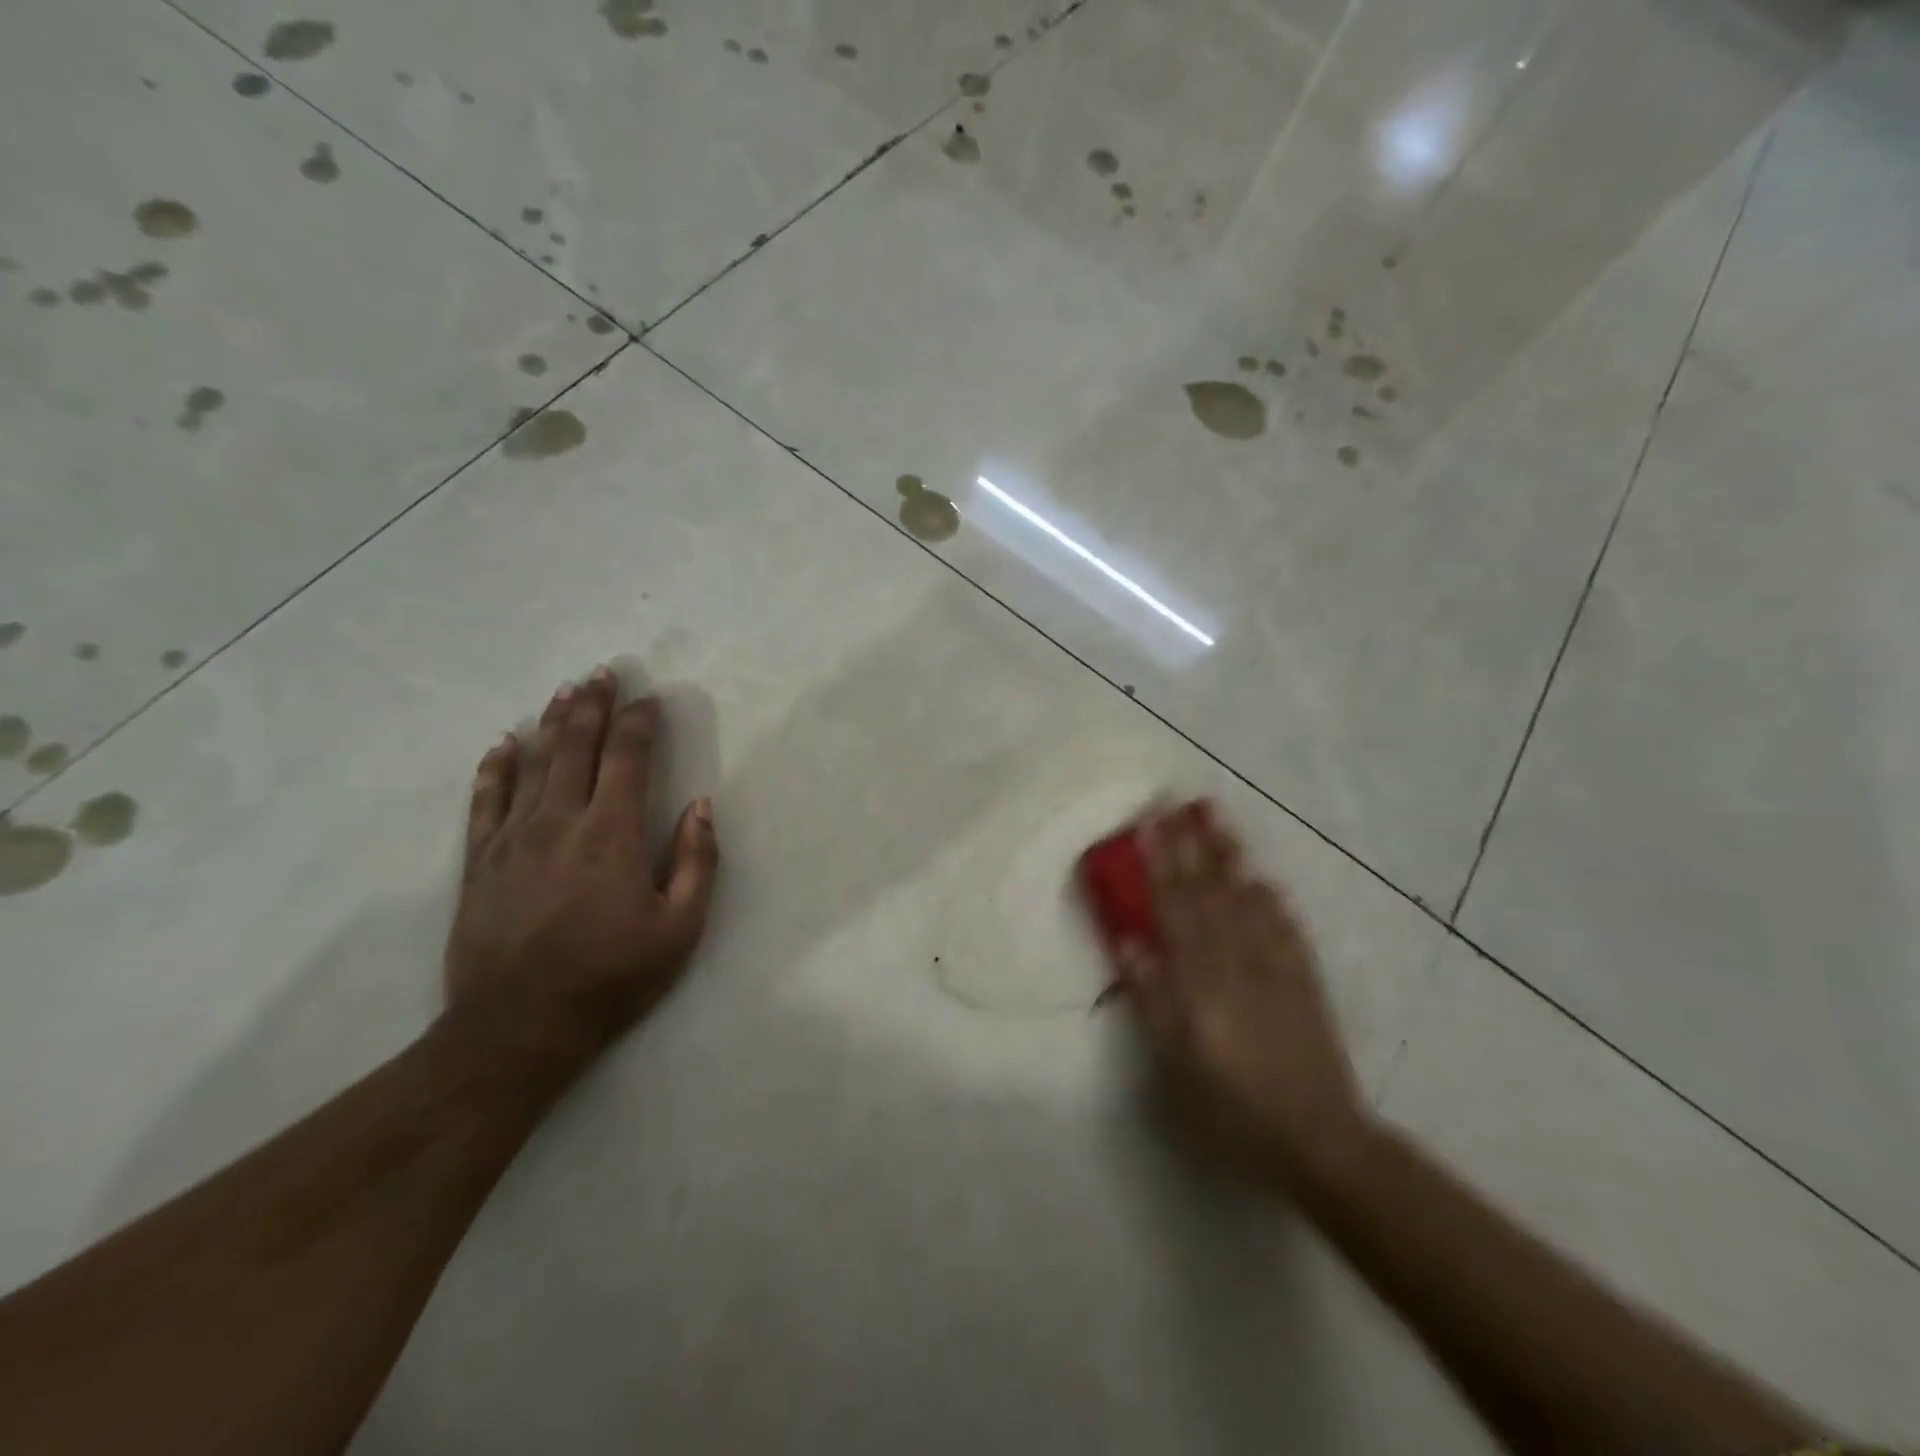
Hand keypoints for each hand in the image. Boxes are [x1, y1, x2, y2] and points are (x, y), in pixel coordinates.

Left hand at [444, 666, 719, 1059]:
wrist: (518, 1027)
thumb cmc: (612, 977)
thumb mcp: (679, 928)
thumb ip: (696, 861)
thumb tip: (700, 805)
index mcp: (611, 834)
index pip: (627, 758)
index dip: (640, 723)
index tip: (650, 698)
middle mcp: (559, 822)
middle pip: (576, 747)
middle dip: (593, 705)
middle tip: (603, 672)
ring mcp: (512, 839)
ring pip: (533, 764)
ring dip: (551, 723)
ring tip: (565, 692)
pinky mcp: (480, 862)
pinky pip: (485, 801)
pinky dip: (495, 768)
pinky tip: (502, 745)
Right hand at [1113, 802, 1370, 1186]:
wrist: (1318, 1139)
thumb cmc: (1232, 1107)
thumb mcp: (1176, 1063)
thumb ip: (1153, 998)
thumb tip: (1128, 941)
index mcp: (1201, 980)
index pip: (1176, 907)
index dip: (1161, 862)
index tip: (1150, 822)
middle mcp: (1238, 961)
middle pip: (1209, 892)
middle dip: (1191, 844)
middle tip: (1178, 801)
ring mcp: (1276, 966)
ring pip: (1246, 899)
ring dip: (1229, 856)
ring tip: (1217, 819)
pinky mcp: (1304, 980)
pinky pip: (1285, 926)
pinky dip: (1270, 898)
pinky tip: (1262, 879)